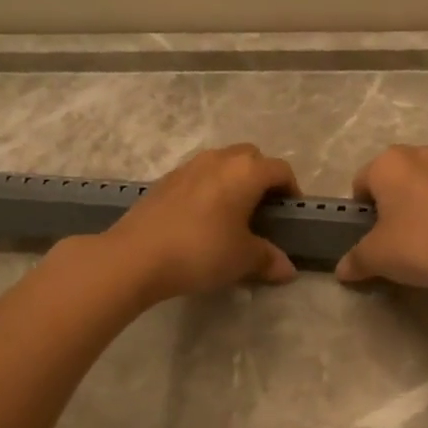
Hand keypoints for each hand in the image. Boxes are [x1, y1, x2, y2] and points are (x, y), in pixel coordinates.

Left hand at [103, 144, 300, 302]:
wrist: (136, 256)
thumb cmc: (201, 251)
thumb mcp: (242, 259)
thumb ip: (268, 259)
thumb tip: (287, 269)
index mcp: (246, 172)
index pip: (280, 170)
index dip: (291, 190)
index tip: (290, 214)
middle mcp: (219, 159)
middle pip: (251, 158)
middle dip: (261, 178)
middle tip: (262, 209)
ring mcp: (188, 166)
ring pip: (222, 163)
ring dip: (233, 180)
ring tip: (232, 213)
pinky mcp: (165, 180)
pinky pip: (198, 176)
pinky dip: (208, 189)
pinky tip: (201, 219)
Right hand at [335, 146, 427, 291]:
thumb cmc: (424, 245)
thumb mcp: (378, 258)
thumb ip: (355, 260)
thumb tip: (342, 269)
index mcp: (388, 163)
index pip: (360, 184)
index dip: (361, 214)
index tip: (372, 240)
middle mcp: (419, 154)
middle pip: (393, 180)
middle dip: (391, 206)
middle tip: (397, 241)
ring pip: (424, 185)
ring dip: (420, 206)